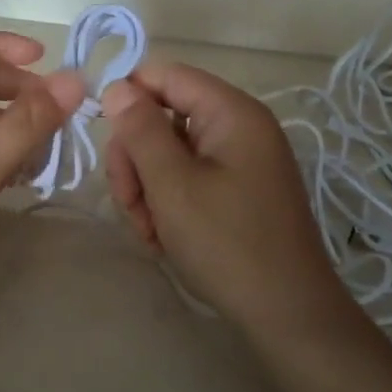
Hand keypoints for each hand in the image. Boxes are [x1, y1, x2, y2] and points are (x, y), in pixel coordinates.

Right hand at [102, 62, 350, 339]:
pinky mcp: (238, 191)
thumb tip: (117, 87)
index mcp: (232, 112)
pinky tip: (163, 237)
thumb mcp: (172, 185)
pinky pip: (189, 178)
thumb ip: (141, 130)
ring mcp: (240, 161)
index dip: (128, 97)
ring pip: (170, 153)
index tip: (104, 136)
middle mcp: (239, 127)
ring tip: (149, 230)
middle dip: (136, 157)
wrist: (288, 317)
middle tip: (128, 202)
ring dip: (147, 187)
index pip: (166, 75)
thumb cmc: (227, 244)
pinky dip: (168, 202)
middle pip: (164, 117)